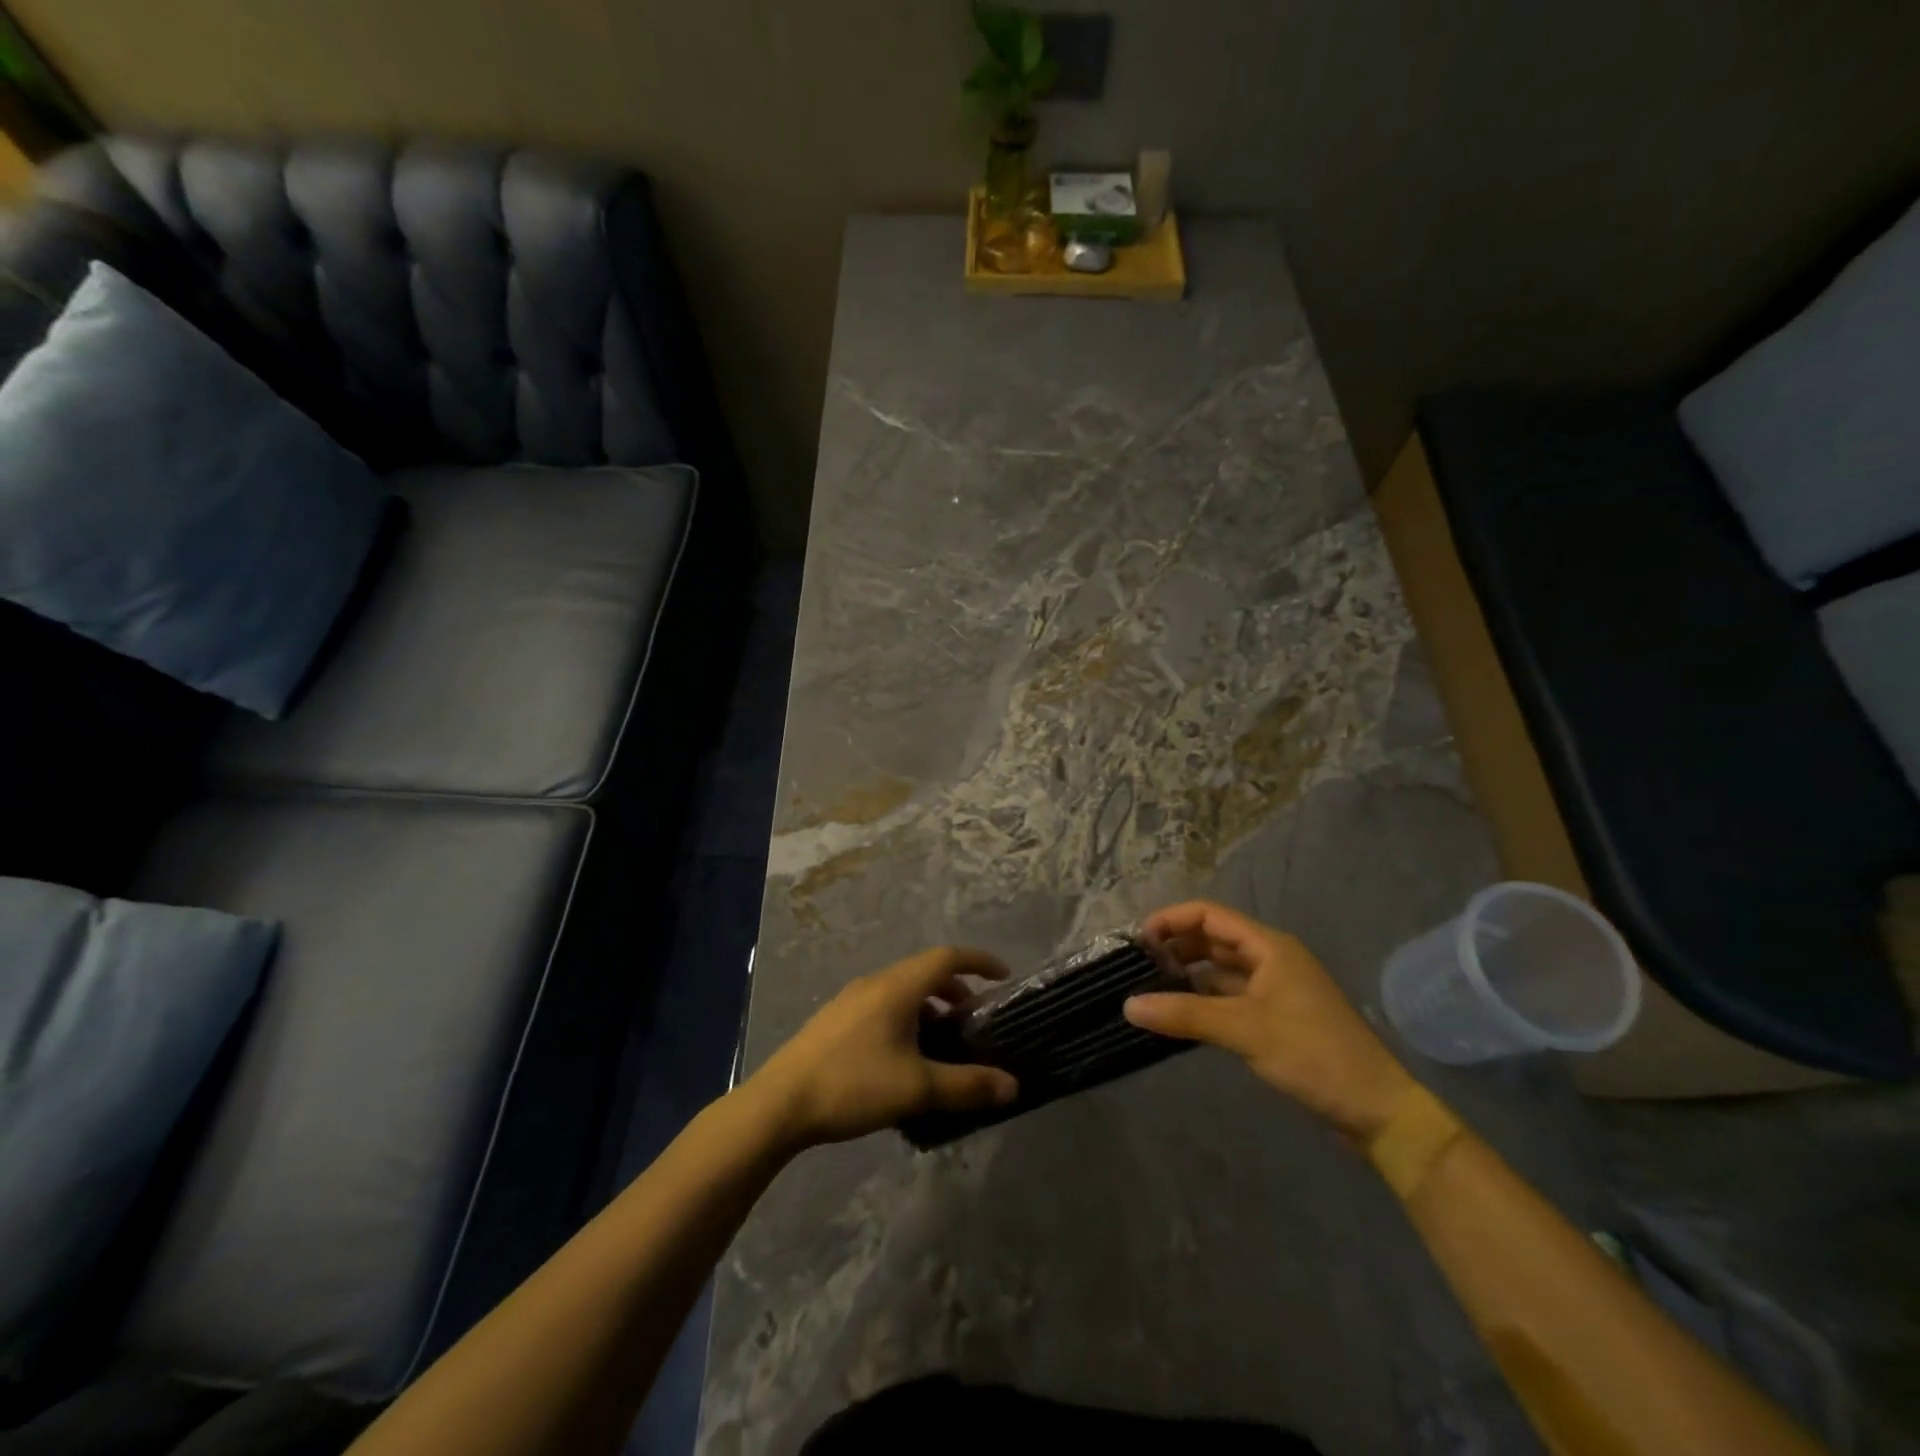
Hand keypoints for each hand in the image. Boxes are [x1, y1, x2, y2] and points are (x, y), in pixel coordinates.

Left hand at [746, 947, 1019, 1148]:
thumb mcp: (917, 1088)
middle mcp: (874, 983)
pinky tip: (903, 1057)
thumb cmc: (853, 1085)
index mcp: (897, 987)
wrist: (779, 1103)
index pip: (947, 957)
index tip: (1003, 975)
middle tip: (974, 1019)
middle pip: (924, 971)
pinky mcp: (834, 1020)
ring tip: (941, 1042)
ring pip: (901, 989)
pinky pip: (882, 1005)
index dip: (979, 961)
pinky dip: (905, 1016)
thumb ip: (968, 1085)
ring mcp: (850, 1000)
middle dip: (955, 989)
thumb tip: (1013, 1086)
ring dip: (929, 1005)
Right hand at [1124, 900, 1417, 1138]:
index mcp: (1269, 946)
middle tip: (1138, 967)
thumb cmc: (1313, 1054)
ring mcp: (1275, 988)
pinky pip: (1230, 996)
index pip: (1209, 914)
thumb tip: (1128, 1005)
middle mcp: (1271, 958)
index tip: (1137, 941)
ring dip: (1189, 974)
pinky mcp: (1276, 1017)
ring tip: (1151, 988)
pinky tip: (1180, 1014)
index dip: (1171, 920)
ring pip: (1221, 969)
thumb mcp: (1244, 1030)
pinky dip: (1204, 999)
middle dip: (1176, 946)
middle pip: (1214, 938)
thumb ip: (1184, 1014)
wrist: (1376, 1109)